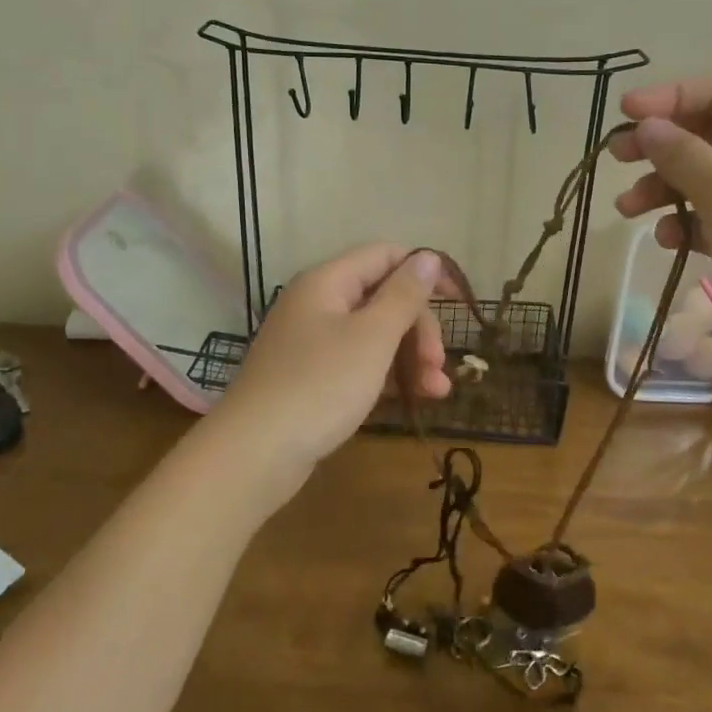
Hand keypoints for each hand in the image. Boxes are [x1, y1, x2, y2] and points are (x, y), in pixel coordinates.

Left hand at [207, 245, 448, 509]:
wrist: (254, 455)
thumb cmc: (320, 386)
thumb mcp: (372, 337)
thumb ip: (403, 295)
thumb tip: (428, 256)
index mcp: (328, 282)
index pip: (385, 256)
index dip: (424, 272)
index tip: (458, 301)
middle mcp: (318, 304)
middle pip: (383, 298)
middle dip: (418, 328)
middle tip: (438, 364)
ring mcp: (313, 343)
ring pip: (375, 335)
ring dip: (411, 357)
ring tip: (437, 392)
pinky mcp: (313, 379)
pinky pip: (360, 364)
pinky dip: (388, 377)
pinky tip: (414, 400)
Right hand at [609, 78, 711, 369]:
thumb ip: (682, 153)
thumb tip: (648, 125)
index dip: (670, 96)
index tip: (626, 112)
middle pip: (703, 135)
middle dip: (657, 144)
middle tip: (616, 157)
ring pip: (699, 179)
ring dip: (660, 188)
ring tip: (626, 210)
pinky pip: (707, 218)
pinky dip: (683, 223)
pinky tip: (668, 241)